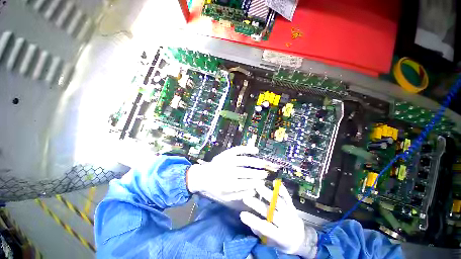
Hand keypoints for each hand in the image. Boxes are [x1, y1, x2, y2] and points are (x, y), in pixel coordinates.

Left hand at [186, 146, 276, 202]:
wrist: (202, 176)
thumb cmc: (214, 188)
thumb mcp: (225, 197)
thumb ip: (240, 194)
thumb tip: (254, 190)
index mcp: (226, 184)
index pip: (245, 184)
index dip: (255, 182)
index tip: (264, 183)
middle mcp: (227, 171)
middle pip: (245, 172)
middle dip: (257, 173)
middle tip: (267, 174)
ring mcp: (226, 160)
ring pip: (244, 160)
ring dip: (256, 162)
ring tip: (265, 164)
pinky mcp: (226, 153)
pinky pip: (238, 149)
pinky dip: (247, 149)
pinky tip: (256, 149)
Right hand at [240, 182, 317, 257]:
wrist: (301, 239)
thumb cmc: (283, 242)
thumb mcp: (272, 243)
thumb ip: (261, 233)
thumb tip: (251, 223)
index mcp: (282, 236)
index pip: (266, 229)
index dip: (254, 222)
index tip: (242, 214)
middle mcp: (287, 224)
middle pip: (271, 213)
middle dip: (257, 205)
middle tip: (246, 198)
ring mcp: (290, 213)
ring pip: (279, 202)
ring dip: (267, 194)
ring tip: (257, 186)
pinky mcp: (292, 206)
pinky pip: (287, 197)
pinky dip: (281, 189)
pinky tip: (275, 182)